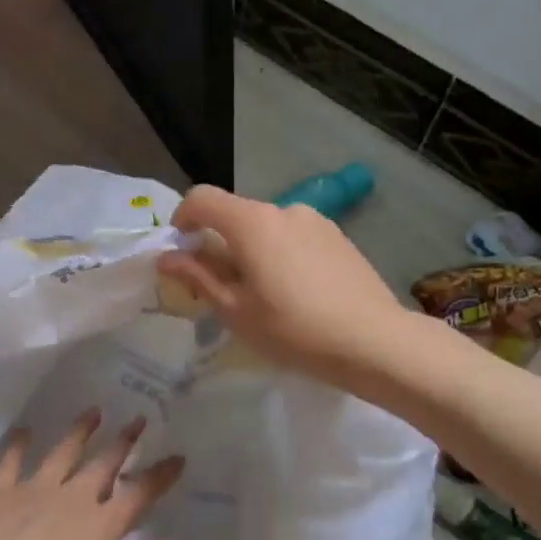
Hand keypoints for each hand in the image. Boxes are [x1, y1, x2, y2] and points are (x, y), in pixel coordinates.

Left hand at [0, 410, 184, 539]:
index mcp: (101, 525)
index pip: (140, 492)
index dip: (161, 474)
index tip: (178, 456)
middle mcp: (72, 497)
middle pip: (104, 462)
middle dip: (125, 440)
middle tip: (138, 419)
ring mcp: (33, 490)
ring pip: (63, 452)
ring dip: (80, 431)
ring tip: (93, 412)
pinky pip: (11, 461)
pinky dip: (19, 445)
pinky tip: (25, 431)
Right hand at [158, 185, 409, 388]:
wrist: (374, 341)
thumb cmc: (294, 330)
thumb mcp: (235, 310)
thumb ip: (198, 277)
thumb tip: (167, 257)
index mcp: (252, 223)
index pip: (202, 198)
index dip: (183, 219)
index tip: (182, 252)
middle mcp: (283, 209)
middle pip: (236, 214)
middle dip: (219, 243)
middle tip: (222, 288)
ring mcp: (316, 220)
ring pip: (267, 227)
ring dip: (252, 250)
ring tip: (264, 295)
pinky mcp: (338, 236)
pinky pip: (294, 236)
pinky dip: (281, 254)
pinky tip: (297, 293)